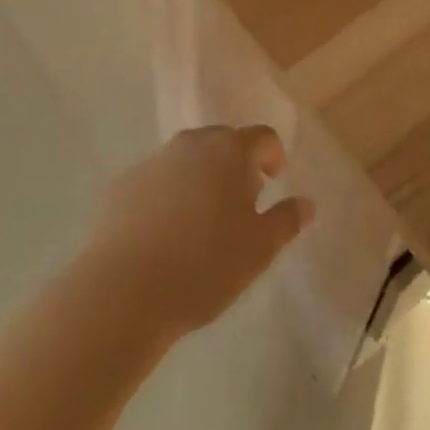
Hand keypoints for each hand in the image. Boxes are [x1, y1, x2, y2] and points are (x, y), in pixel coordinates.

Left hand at [86, 125, 314, 332]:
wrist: (122, 292)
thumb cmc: (204, 266)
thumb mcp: (259, 250)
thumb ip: (286, 220)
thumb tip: (307, 204)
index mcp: (230, 150)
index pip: (262, 137)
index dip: (273, 156)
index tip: (273, 181)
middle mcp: (192, 143)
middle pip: (222, 142)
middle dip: (235, 165)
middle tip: (239, 204)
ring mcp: (153, 161)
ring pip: (187, 160)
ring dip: (199, 178)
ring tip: (200, 222)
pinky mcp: (122, 185)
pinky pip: (155, 181)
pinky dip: (166, 196)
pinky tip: (163, 235)